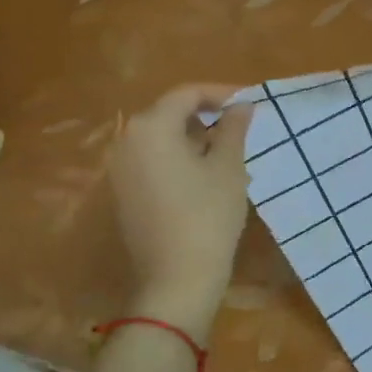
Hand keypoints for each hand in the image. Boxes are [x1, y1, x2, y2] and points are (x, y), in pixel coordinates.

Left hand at [107, 83, 252, 338]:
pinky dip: (179, 160)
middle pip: (169, 114)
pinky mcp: (123, 194)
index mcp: (151, 127)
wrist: (176, 279)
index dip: (221, 93)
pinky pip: (153, 162)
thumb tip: (241, 105)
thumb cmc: (208, 216)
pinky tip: (206, 179)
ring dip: (194, 139)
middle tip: (242, 129)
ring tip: (229, 155)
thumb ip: (233, 129)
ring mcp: (120, 169)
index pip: (187, 94)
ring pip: (161, 139)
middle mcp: (127, 141)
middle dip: (207, 116)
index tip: (250, 102)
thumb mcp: (228, 168)